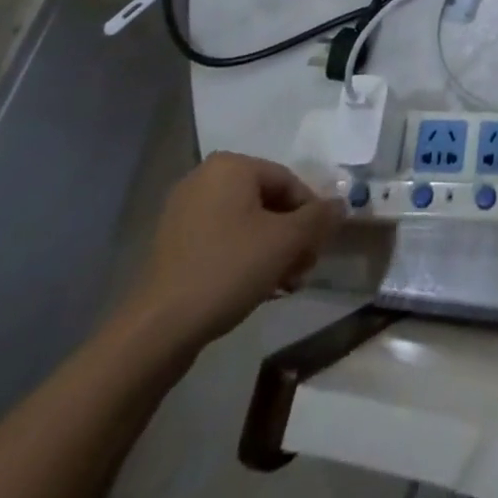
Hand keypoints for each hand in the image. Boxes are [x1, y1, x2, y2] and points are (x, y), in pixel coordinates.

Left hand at [124, 152, 343, 349]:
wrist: (155, 331)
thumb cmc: (227, 269)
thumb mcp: (286, 241)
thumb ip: (320, 217)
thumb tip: (341, 204)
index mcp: (231, 166)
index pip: (289, 182)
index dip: (311, 215)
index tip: (318, 248)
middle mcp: (205, 179)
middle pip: (268, 203)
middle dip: (291, 237)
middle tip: (303, 270)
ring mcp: (183, 212)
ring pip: (246, 224)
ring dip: (272, 251)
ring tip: (283, 286)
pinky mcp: (172, 245)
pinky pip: (221, 241)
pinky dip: (243, 258)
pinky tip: (255, 288)